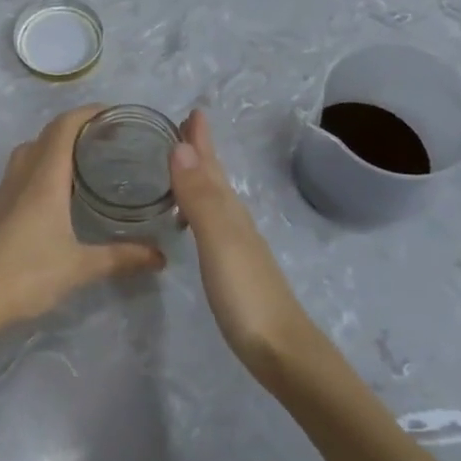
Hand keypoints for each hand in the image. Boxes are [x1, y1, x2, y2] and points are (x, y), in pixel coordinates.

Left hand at [0, 107, 166, 350]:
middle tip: (106, 139)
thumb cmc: (26, 274)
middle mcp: (22, 176)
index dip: (87, 113)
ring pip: (29, 152)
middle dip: (75, 128)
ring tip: (82, 162)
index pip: (63, 127)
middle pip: (46, 135)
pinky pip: (20, 172)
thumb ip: (121, 258)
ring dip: (53, 146)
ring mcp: (4, 192)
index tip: (113, 113)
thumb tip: (160, 256)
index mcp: (44, 178)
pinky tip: (55, 195)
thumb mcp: (80, 267)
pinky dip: (40, 168)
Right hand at [170, 110, 318, 373]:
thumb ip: (199, 197)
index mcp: (230, 210)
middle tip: (184, 128)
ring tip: (180, 167)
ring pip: (214, 199)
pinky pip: (211, 223)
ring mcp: (237, 245)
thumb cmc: (246, 294)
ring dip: (198, 178)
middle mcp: (235, 220)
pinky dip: (198, 209)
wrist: (281, 350)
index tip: (191, 110)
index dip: (201, 139)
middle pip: (216, 178)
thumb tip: (179, 146)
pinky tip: (191, 221)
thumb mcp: (219, 240)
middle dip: (200, 152)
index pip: (211, 165)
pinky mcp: (234, 268)